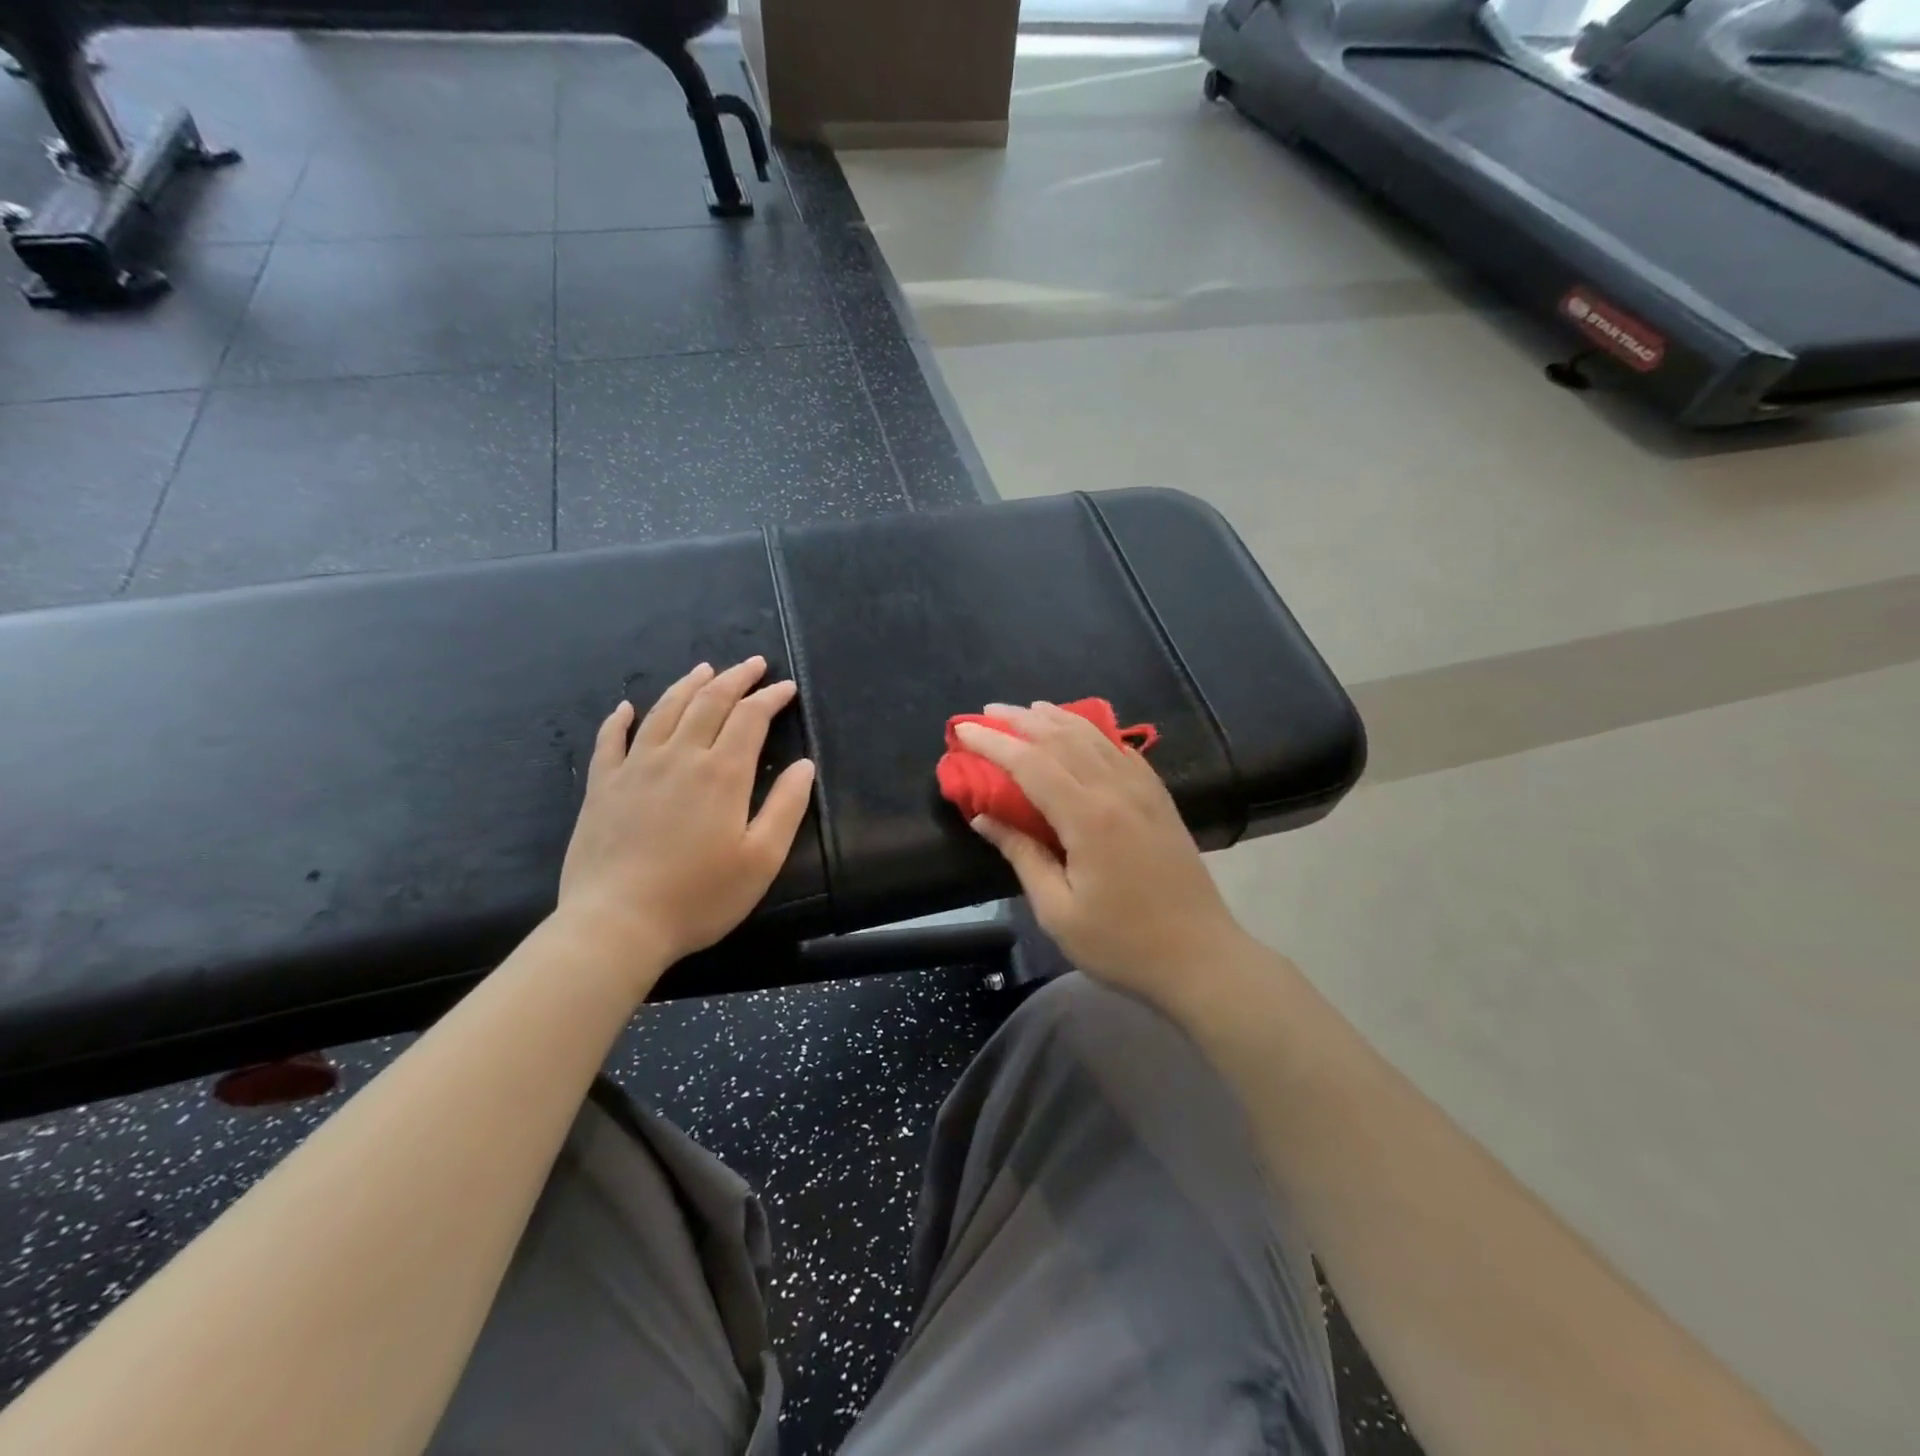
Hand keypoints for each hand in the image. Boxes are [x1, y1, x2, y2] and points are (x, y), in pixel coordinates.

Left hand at [558, 657, 815, 988]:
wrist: (617, 923)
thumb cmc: (699, 896)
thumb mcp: (761, 859)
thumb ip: (786, 807)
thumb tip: (804, 765)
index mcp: (722, 773)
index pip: (750, 718)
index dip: (771, 698)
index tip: (787, 688)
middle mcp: (679, 757)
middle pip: (709, 702)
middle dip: (736, 679)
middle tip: (754, 664)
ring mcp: (635, 768)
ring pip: (664, 711)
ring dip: (688, 686)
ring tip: (705, 670)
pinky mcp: (603, 787)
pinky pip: (610, 741)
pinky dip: (619, 719)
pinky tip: (626, 708)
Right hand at [956, 702, 1248, 1006]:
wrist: (1201, 958)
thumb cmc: (1122, 944)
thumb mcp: (1058, 911)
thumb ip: (1022, 855)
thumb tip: (984, 817)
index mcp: (1088, 818)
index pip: (1031, 764)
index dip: (993, 743)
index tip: (963, 730)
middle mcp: (1117, 790)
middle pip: (1062, 738)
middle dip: (1020, 721)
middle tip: (987, 713)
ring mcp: (1144, 791)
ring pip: (1094, 738)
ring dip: (1057, 718)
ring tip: (1028, 710)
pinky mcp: (1160, 800)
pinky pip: (1123, 751)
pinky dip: (1095, 734)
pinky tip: (1083, 732)